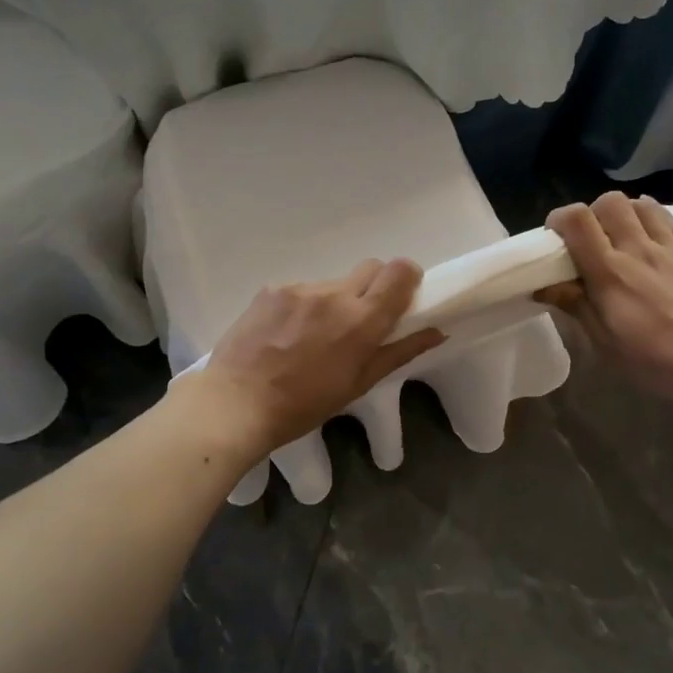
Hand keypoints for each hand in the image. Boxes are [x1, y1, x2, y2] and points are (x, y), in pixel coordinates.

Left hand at [190, 260, 445, 457]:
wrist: (235, 402)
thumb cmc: (302, 405)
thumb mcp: (358, 384)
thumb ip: (399, 352)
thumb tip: (436, 331)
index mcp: (361, 320)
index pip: (399, 271)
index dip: (407, 278)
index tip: (402, 296)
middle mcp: (334, 294)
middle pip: (371, 267)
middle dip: (375, 287)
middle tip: (361, 320)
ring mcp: (300, 288)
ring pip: (334, 282)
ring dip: (336, 301)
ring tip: (313, 336)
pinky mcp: (272, 289)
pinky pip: (302, 289)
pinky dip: (304, 306)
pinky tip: (286, 334)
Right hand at [540, 194, 672, 407]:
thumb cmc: (656, 363)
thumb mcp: (605, 343)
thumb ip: (576, 306)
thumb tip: (545, 285)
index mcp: (610, 273)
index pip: (578, 220)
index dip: (560, 219)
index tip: (555, 237)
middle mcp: (640, 250)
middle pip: (610, 202)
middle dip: (592, 213)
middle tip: (589, 239)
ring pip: (642, 205)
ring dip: (625, 213)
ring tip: (622, 237)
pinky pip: (671, 221)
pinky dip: (654, 219)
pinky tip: (652, 237)